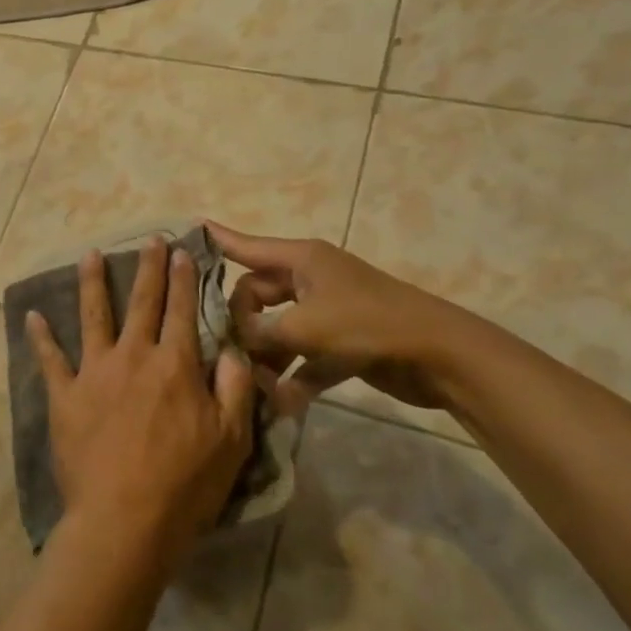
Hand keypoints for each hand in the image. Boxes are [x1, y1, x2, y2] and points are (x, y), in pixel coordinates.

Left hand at [25, 237, 255, 569]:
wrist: (124, 520)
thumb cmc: (184, 485)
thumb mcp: (230, 441)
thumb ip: (232, 389)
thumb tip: (229, 349)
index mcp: (174, 365)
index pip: (182, 311)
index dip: (184, 279)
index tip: (182, 252)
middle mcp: (133, 357)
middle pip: (142, 303)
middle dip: (147, 268)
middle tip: (149, 240)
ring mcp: (94, 373)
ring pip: (93, 316)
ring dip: (93, 283)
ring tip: (90, 254)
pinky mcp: (65, 396)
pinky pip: (50, 359)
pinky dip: (40, 337)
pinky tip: (32, 315)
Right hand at [205, 222, 463, 412]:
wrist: (440, 355)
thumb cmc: (367, 325)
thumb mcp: (304, 327)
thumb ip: (260, 333)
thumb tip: (235, 340)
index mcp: (301, 260)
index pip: (247, 246)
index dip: (219, 240)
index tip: (190, 230)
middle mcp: (310, 280)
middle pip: (257, 295)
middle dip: (241, 322)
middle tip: (224, 348)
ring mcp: (327, 312)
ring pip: (279, 329)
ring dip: (266, 355)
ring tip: (251, 382)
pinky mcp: (342, 344)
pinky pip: (305, 356)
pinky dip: (295, 375)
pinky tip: (283, 401)